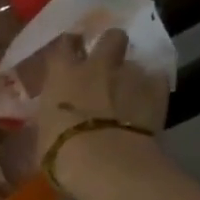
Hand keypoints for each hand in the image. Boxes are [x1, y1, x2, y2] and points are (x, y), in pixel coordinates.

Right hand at [35, 28, 168, 176]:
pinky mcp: (157, 91)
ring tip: (129, 94)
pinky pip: (157, 81)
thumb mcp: (43, 133)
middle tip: (107, 64)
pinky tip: (148, 104)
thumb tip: (52, 120)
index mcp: (63, 74)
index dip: (69, 47)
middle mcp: (97, 66)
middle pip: (111, 37)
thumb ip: (51, 118)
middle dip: (111, 46)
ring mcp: (130, 75)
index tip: (70, 53)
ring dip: (131, 75)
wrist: (106, 162)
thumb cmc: (60, 151)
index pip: (64, 44)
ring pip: (135, 62)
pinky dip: (152, 89)